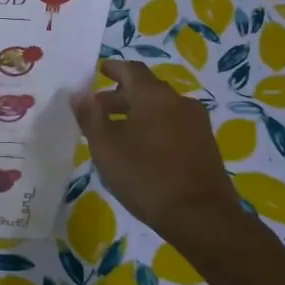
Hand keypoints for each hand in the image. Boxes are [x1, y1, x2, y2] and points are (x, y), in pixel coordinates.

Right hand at [71, 59, 242, 234]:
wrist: (200, 216)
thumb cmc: (145, 175)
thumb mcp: (105, 146)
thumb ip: (90, 116)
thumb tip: (79, 93)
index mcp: (153, 95)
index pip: (131, 69)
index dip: (113, 68)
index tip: (99, 72)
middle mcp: (179, 101)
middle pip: (146, 89)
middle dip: (121, 96)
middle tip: (98, 110)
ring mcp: (197, 123)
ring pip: (161, 108)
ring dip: (138, 113)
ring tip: (117, 133)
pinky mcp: (206, 145)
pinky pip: (174, 125)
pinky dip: (155, 128)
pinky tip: (142, 149)